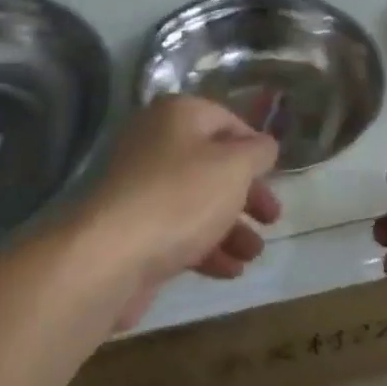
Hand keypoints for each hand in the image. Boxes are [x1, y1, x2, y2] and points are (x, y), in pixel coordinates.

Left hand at [79, 95, 280, 330]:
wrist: (110, 256)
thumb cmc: (180, 198)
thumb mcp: (233, 168)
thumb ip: (257, 152)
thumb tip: (265, 144)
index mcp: (177, 114)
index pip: (226, 120)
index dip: (255, 147)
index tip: (275, 176)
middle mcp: (156, 141)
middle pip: (213, 163)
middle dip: (247, 193)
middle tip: (272, 218)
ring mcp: (141, 185)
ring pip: (197, 200)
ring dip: (231, 226)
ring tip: (254, 253)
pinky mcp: (134, 226)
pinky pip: (178, 229)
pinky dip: (206, 246)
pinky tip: (230, 270)